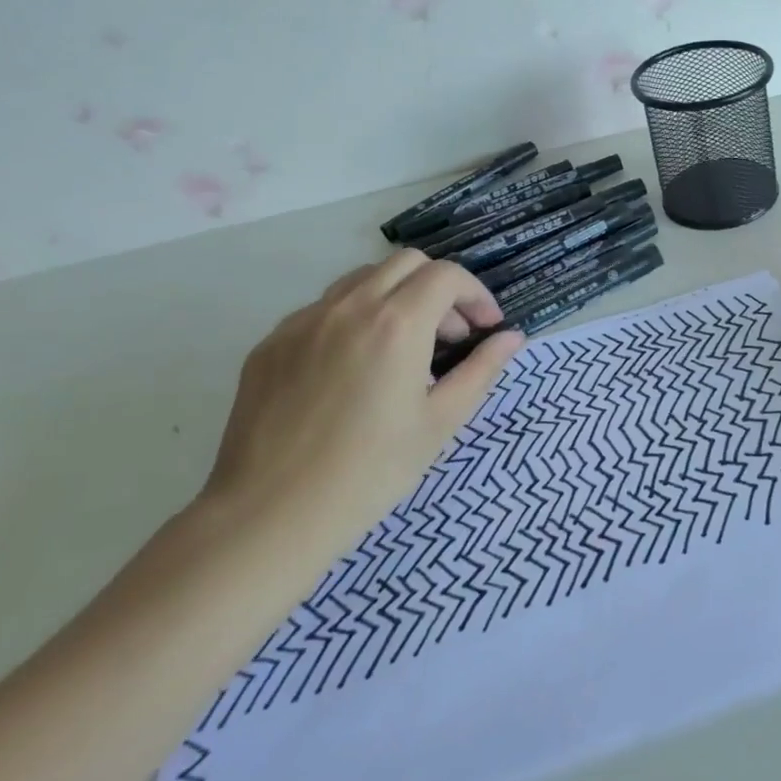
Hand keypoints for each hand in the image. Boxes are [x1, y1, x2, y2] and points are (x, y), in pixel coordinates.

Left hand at [199, 251, 523, 553]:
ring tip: (403, 348)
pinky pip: (323, 310)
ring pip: (361, 280)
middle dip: (439, 288)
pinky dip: (354, 319)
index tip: (486, 327)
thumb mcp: (440, 423)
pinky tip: (354, 369)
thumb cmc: (369, 473)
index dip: (475, 294)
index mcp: (396, 323)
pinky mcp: (270, 343)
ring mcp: (303, 322)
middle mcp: (349, 307)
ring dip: (396, 297)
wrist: (268, 517)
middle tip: (450, 336)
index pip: (447, 276)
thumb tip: (512, 338)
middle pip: (406, 263)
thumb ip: (481, 370)